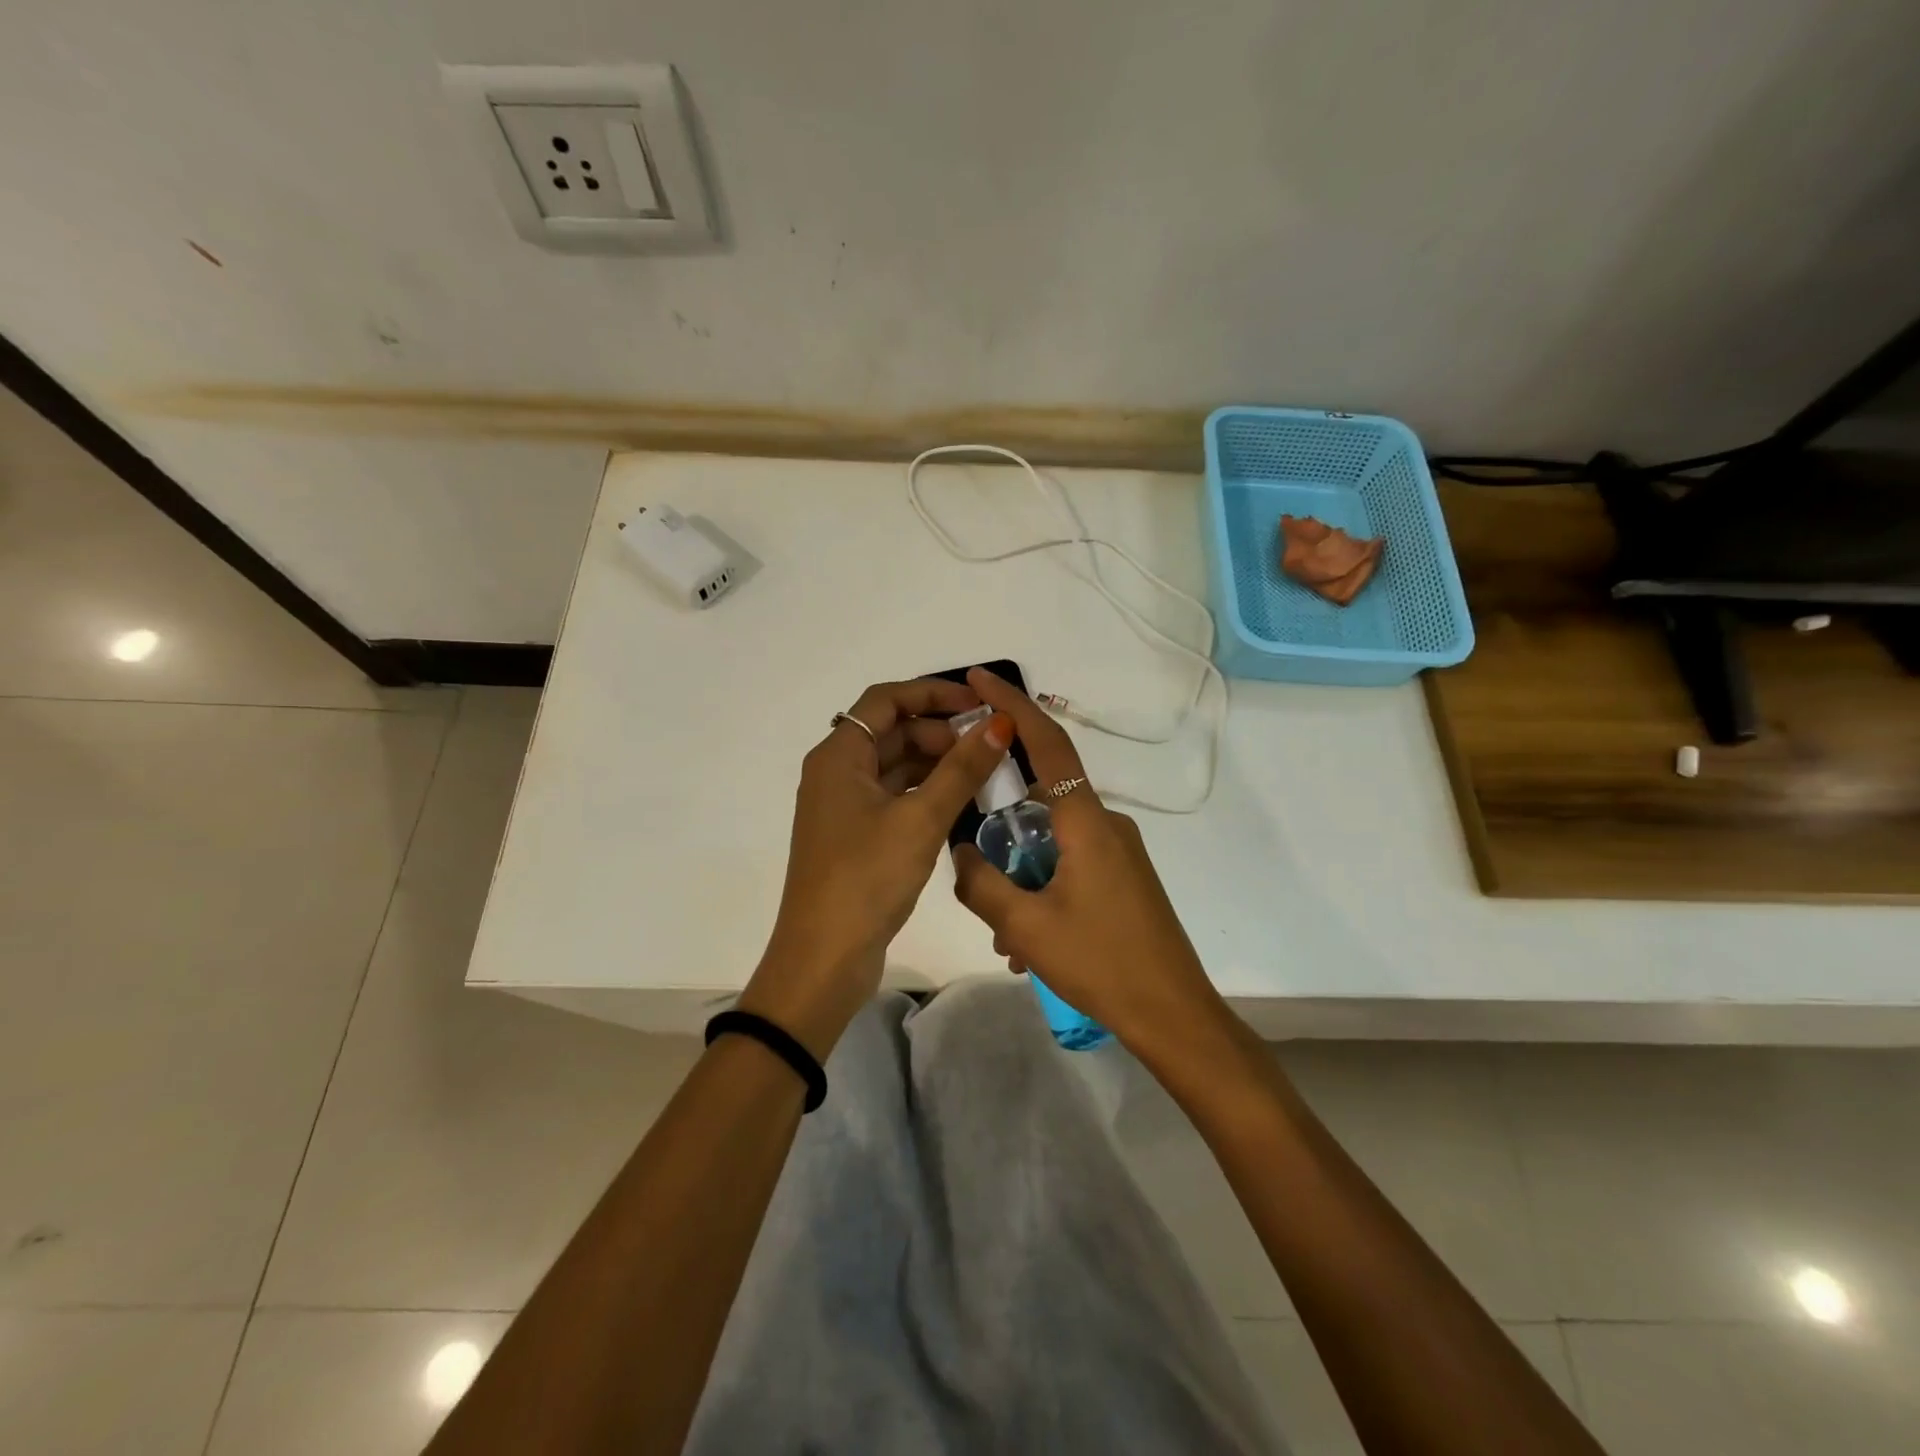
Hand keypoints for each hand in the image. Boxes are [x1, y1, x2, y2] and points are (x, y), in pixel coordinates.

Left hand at [740, 678, 1014, 1058]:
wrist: (824, 959)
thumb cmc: (867, 879)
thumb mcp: (921, 819)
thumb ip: (962, 769)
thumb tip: (1000, 723)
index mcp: (839, 756)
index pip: (887, 699)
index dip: (934, 693)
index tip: (980, 703)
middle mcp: (837, 773)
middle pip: (892, 731)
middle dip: (941, 731)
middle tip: (990, 744)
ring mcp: (845, 807)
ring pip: (896, 766)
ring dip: (937, 762)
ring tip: (986, 771)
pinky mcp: (856, 836)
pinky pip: (895, 796)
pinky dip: (927, 791)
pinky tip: (962, 801)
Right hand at [951, 667, 1226, 1053]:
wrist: (1174, 1014)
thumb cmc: (1100, 962)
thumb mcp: (1025, 926)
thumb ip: (980, 881)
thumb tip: (960, 852)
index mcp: (1085, 819)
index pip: (1046, 742)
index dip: (1010, 705)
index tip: (977, 679)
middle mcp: (1105, 822)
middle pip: (1039, 799)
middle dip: (1000, 825)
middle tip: (972, 859)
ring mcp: (1118, 851)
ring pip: (1051, 842)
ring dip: (1019, 874)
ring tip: (1004, 933)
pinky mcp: (1123, 877)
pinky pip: (1069, 865)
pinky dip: (1041, 890)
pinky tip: (1027, 945)